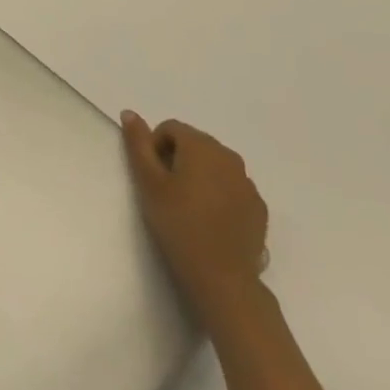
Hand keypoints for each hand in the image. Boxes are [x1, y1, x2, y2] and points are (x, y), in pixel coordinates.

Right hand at [120, 111, 268, 325]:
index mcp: (202, 147)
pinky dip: (217, 194)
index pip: (170, 128)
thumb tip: (130, 113)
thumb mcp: (148, 182)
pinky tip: (208, 220)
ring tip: (185, 206)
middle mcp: (230, 157)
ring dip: (198, 176)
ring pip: (214, 166)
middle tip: (164, 191)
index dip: (154, 147)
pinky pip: (231, 188)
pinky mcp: (258, 208)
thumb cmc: (177, 223)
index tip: (151, 176)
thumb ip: (138, 144)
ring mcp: (248, 184)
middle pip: (194, 144)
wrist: (222, 276)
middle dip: (176, 158)